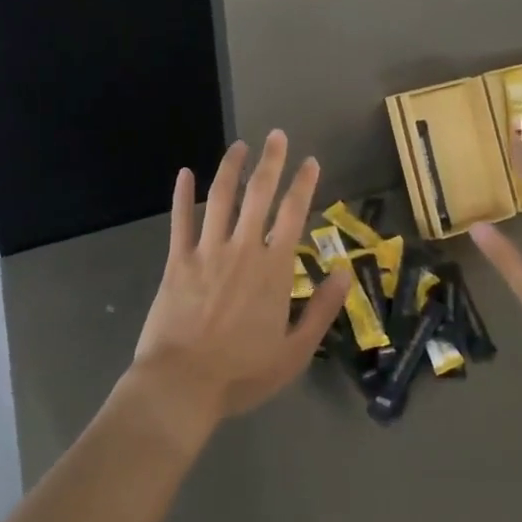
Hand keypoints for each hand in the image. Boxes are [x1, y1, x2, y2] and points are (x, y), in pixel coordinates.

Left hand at [128, 130, 351, 443]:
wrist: (182, 385)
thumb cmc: (242, 373)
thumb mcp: (295, 351)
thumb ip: (322, 308)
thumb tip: (345, 270)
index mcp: (274, 268)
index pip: (294, 214)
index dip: (304, 184)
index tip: (311, 161)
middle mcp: (242, 249)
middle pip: (259, 195)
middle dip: (271, 162)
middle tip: (277, 135)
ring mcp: (206, 252)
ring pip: (220, 198)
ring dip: (230, 168)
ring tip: (239, 146)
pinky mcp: (176, 262)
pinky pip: (179, 221)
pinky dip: (182, 195)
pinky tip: (184, 173)